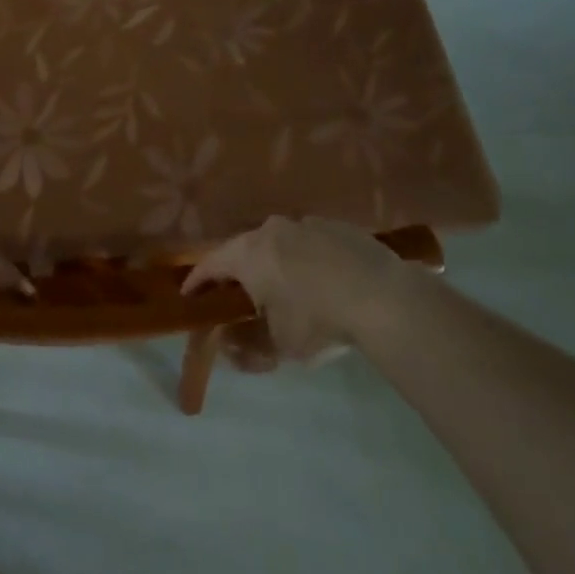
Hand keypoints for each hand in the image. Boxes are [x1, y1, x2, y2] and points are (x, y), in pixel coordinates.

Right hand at [185, 216, 413, 366]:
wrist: (384, 298)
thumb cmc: (319, 321)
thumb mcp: (279, 347)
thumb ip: (247, 349)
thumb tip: (230, 350)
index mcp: (248, 254)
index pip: (209, 265)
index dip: (197, 282)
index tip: (190, 296)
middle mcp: (271, 230)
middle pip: (244, 250)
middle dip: (238, 272)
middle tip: (239, 295)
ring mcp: (306, 223)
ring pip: (279, 244)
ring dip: (275, 264)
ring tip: (285, 289)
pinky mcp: (338, 226)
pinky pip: (311, 243)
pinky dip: (307, 260)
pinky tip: (323, 282)